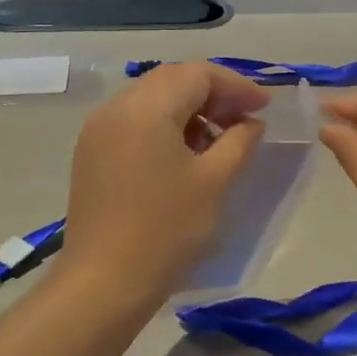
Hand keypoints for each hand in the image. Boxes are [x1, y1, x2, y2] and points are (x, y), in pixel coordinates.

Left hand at [58, 63, 268, 304]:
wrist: (104, 282)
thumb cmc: (166, 230)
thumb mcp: (215, 181)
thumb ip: (240, 141)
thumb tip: (250, 122)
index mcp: (146, 108)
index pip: (198, 73)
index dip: (236, 86)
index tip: (264, 108)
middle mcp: (116, 108)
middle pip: (172, 80)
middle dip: (213, 94)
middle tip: (245, 120)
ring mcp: (98, 130)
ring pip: (152, 99)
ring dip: (189, 110)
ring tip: (218, 140)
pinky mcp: (92, 153)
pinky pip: (134, 122)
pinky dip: (165, 126)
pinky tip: (185, 155)